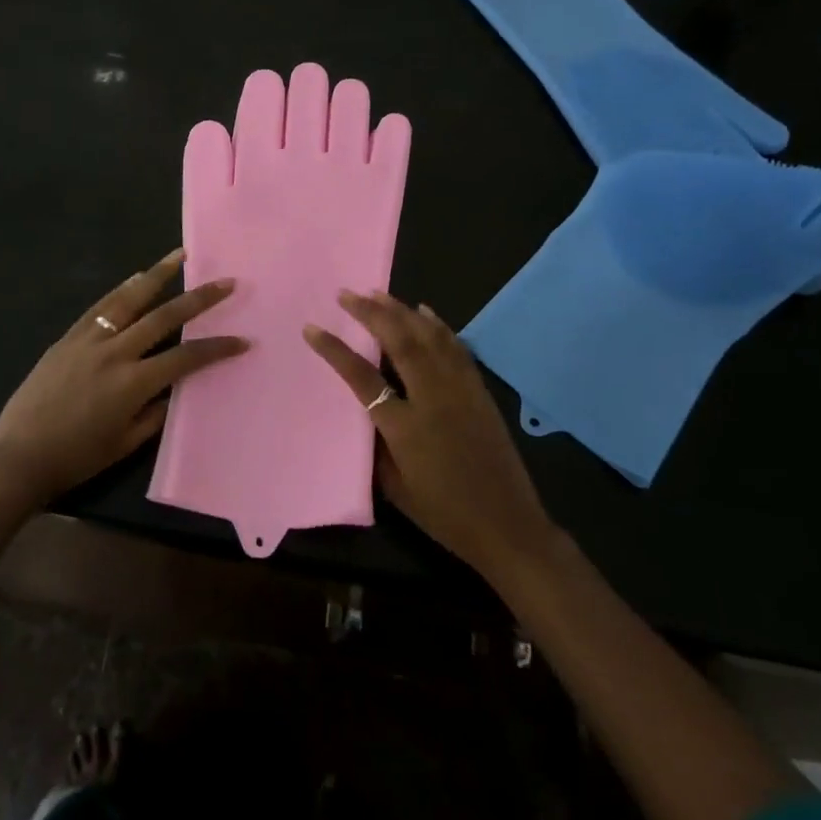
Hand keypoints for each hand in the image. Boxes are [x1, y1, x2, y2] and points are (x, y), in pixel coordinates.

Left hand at [0, 249, 248, 506]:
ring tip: (180, 256)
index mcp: (133, 383)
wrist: (18, 455)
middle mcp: (115, 353)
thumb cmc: (76, 457)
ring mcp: (89, 340)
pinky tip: (135, 278)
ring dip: (158, 275)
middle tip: (225, 282)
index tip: (242, 339)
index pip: (186, 358)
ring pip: (129, 299)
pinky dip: (121, 290)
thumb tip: (177, 388)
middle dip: (199, 298)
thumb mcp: (125, 443)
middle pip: (164, 316)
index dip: (217, 348)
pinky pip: (100, 307)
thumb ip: (156, 413)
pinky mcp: (68, 337)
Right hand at [304, 291, 556, 587]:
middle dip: (370, 314)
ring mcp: (460, 390)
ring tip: (378, 293)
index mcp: (405, 427)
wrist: (508, 526)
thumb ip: (376, 445)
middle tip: (347, 294)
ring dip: (401, 311)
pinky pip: (456, 348)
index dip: (335, 350)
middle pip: (399, 342)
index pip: (362, 377)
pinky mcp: (479, 391)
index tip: (312, 328)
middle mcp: (433, 398)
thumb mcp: (396, 488)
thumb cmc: (445, 514)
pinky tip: (425, 311)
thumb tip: (364, 411)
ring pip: (428, 337)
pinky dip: (439, 325)